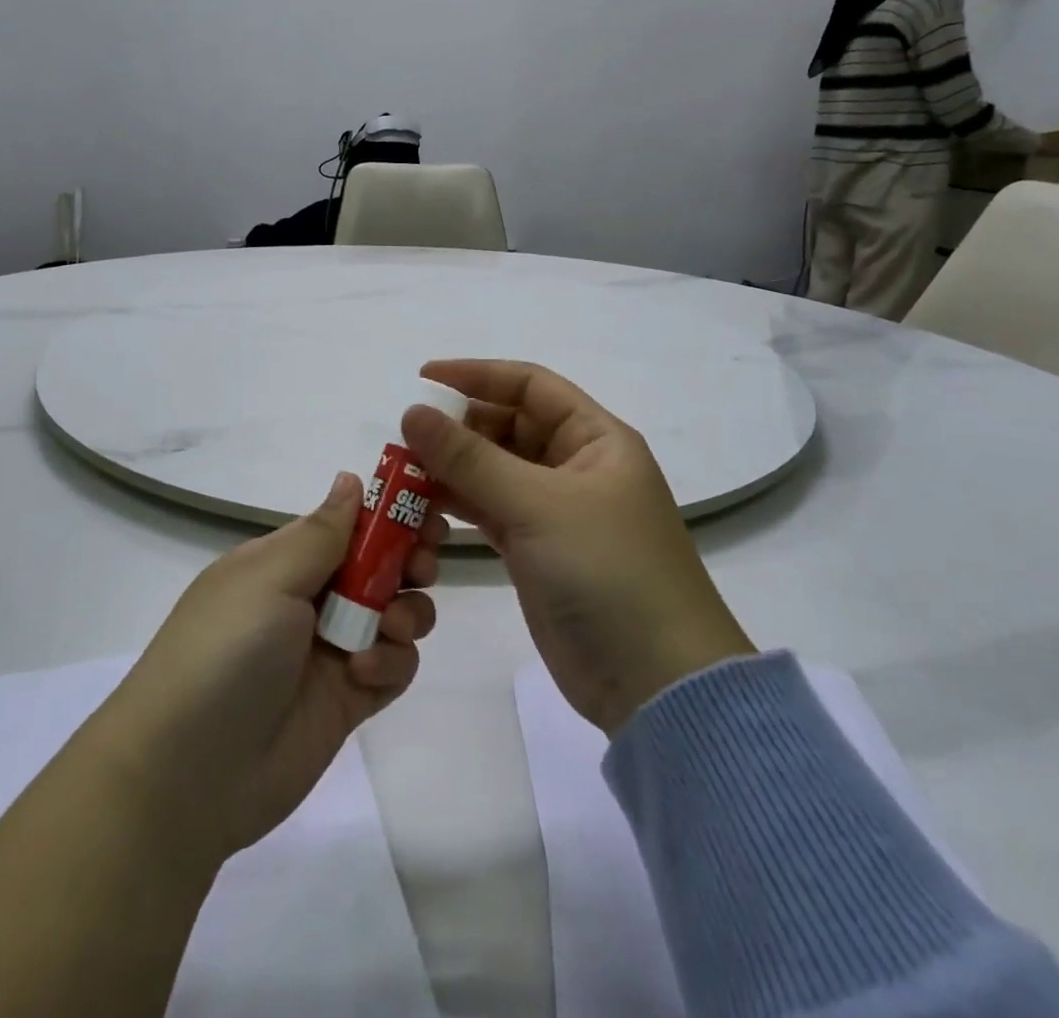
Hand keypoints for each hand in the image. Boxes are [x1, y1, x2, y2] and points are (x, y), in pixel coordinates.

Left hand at [82, 473, 441, 865]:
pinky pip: (394, 666)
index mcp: (288, 561)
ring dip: (405, 613)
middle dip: (410, 560)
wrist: (187, 774)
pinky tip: (364, 674)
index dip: (390, 514)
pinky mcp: (349, 700)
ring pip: (397, 613)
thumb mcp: (268, 576)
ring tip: (387, 627)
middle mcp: (313, 598)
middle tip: (423, 567)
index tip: (426, 512)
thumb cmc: (226, 649)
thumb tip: (351, 478)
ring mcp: (333, 650)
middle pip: (382, 565)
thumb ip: (322, 531)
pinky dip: (391, 663)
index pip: (350, 523)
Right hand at [401, 361, 753, 734]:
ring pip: (495, 470)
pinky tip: (423, 504)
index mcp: (596, 439)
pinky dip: (459, 503)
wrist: (654, 683)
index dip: (478, 375)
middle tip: (406, 436)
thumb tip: (413, 413)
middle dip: (459, 426)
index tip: (423, 379)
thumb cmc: (607, 572)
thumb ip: (470, 458)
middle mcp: (577, 467)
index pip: (531, 386)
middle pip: (509, 426)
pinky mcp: (537, 551)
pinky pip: (490, 510)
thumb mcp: (537, 505)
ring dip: (452, 467)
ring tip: (403, 470)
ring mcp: (556, 512)